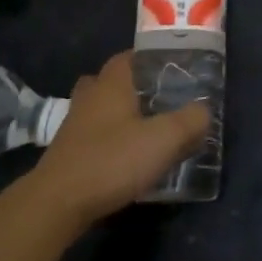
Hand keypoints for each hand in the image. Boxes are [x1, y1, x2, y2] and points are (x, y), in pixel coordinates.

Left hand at [31, 52, 209, 227]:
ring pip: (99, 109)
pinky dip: (109, 140)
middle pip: (110, 81)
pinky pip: (93, 136)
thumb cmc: (112, 160)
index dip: (149, 59)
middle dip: (133, 87)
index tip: (171, 69)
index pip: (128, 56)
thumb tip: (203, 111)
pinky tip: (127, 157)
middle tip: (159, 100)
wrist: (57, 204)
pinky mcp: (67, 154)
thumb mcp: (164, 139)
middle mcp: (89, 98)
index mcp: (112, 85)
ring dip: (119, 115)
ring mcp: (73, 126)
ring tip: (146, 130)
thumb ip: (190, 121)